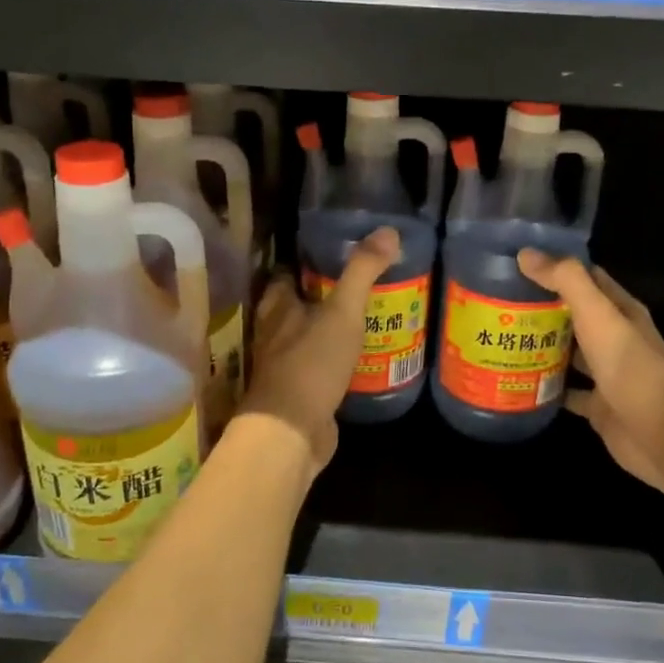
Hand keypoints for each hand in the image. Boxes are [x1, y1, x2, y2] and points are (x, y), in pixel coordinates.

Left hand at [240, 227, 402, 480]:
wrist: (292, 431)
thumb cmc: (311, 363)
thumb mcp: (342, 312)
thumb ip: (362, 271)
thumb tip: (389, 230)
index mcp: (278, 308)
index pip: (286, 275)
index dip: (305, 262)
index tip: (332, 253)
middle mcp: (274, 334)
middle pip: (294, 306)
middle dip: (319, 297)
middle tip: (355, 286)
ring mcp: (284, 366)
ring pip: (305, 338)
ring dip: (326, 330)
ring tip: (363, 318)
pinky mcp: (298, 394)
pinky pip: (317, 369)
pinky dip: (333, 361)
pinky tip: (358, 359)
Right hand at [516, 251, 663, 502]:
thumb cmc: (632, 368)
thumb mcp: (599, 316)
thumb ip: (567, 281)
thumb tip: (526, 254)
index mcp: (620, 311)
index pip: (586, 278)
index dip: (555, 267)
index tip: (518, 262)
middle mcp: (615, 338)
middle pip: (573, 315)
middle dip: (540, 307)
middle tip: (497, 301)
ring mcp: (606, 374)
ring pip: (568, 353)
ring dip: (540, 346)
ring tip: (500, 337)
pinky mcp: (598, 406)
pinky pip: (566, 392)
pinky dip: (545, 387)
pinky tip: (516, 381)